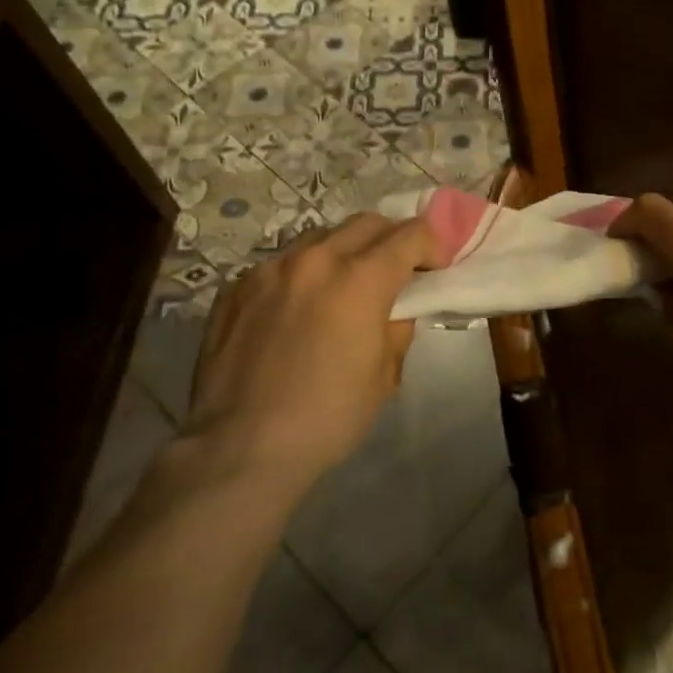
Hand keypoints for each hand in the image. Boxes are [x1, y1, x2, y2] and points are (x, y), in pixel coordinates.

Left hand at [185, 212, 440, 499]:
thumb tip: (394, 308)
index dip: (433, 244)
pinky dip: (304, 274)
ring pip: (320, 238)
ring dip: (345, 252)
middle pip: (366, 224)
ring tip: (346, 286)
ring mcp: (268, 270)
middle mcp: (314, 260)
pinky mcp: (235, 288)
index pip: (410, 235)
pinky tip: (300, 309)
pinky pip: (281, 264)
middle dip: (392, 239)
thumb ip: (397, 326)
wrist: (240, 448)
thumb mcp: (385, 375)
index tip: (438, 266)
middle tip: (399, 270)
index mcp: (359, 279)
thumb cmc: (328, 416)